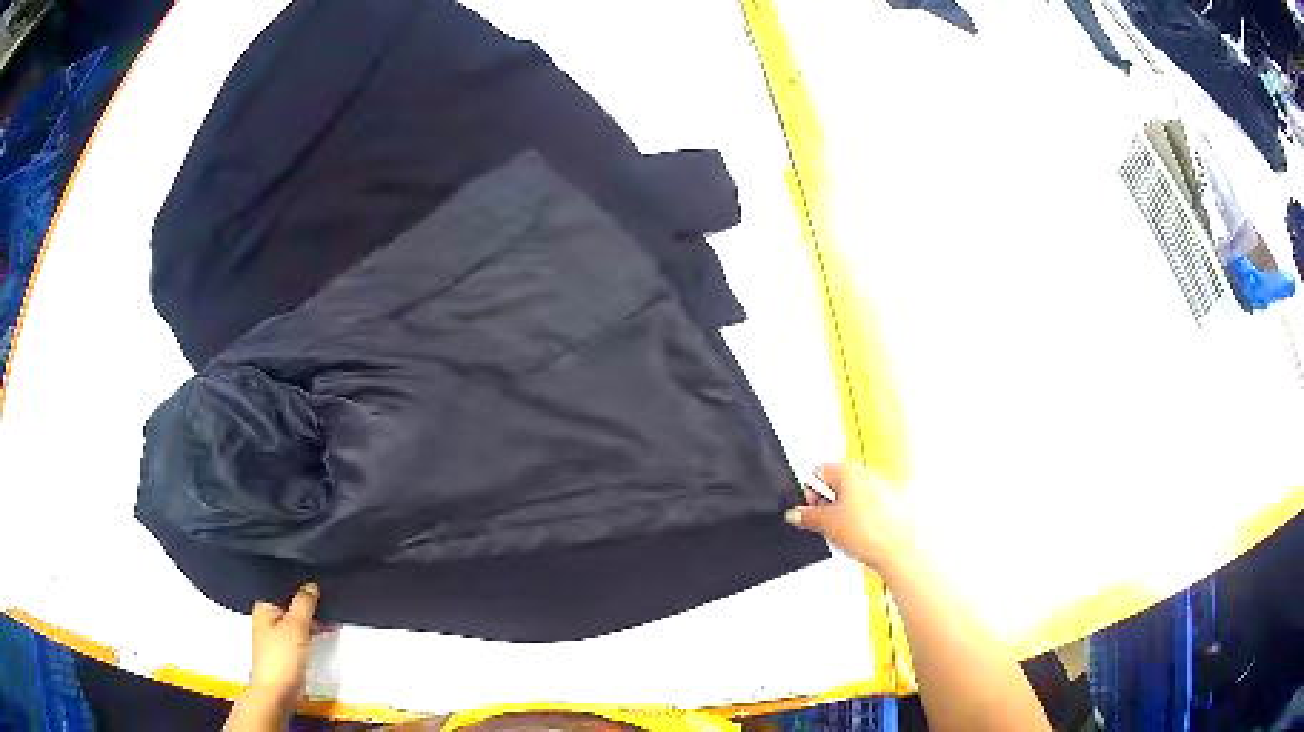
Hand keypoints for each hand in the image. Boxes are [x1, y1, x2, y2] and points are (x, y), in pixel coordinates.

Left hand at [248, 583, 320, 707]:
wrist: (276, 694)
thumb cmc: (281, 659)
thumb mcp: (296, 627)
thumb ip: (303, 604)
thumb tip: (311, 585)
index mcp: (263, 608)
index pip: (284, 592)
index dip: (302, 593)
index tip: (321, 595)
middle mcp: (264, 621)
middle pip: (289, 610)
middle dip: (307, 611)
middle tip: (327, 611)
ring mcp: (272, 640)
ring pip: (294, 626)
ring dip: (309, 627)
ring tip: (326, 627)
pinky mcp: (281, 656)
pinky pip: (296, 640)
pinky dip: (307, 639)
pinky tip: (317, 643)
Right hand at [785, 462, 914, 576]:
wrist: (898, 549)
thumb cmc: (870, 531)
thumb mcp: (825, 524)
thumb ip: (805, 516)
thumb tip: (794, 513)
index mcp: (849, 470)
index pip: (818, 471)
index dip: (809, 492)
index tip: (807, 510)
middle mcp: (866, 474)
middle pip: (836, 484)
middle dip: (826, 503)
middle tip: (824, 524)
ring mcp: (881, 488)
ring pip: (852, 497)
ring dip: (843, 513)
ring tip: (843, 533)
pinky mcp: (891, 504)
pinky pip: (867, 508)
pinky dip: (859, 519)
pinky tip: (858, 536)